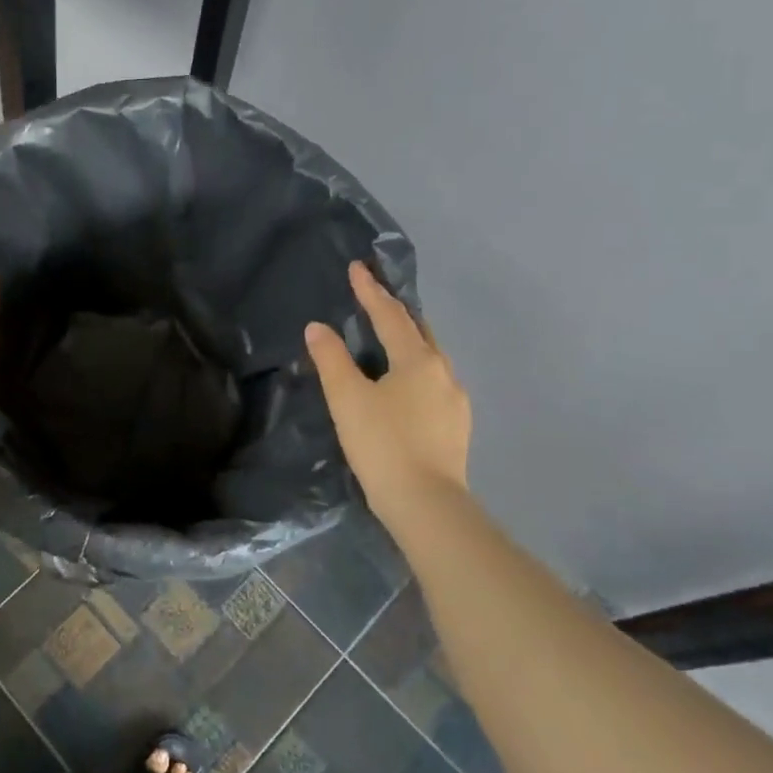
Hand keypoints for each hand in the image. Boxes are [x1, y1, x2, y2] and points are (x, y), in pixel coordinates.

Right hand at [305, 262, 470, 503]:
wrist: (426, 504)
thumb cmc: (383, 444)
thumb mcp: (347, 399)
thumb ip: (331, 359)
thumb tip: (317, 328)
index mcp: (417, 360)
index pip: (390, 316)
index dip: (370, 291)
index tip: (358, 268)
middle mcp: (443, 372)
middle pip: (419, 331)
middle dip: (397, 312)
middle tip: (376, 298)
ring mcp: (454, 400)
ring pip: (430, 358)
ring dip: (409, 342)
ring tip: (389, 340)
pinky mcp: (456, 426)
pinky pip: (433, 383)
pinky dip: (416, 370)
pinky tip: (405, 386)